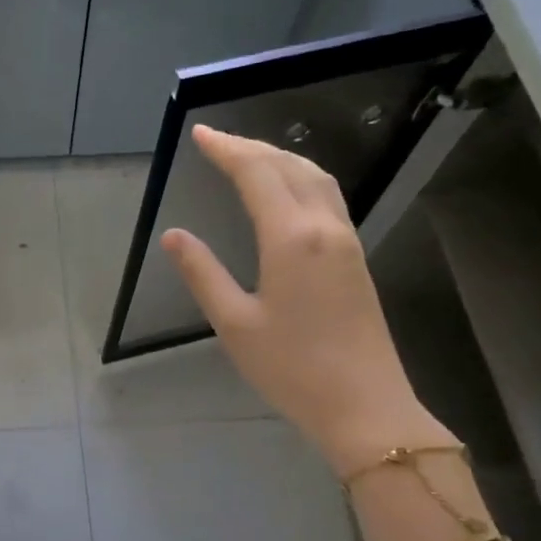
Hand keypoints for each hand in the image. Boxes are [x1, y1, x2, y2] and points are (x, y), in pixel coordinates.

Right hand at [161, 126, 450, 475]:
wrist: (365, 406)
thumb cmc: (292, 369)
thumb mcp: (234, 324)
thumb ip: (203, 274)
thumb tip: (174, 236)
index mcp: (291, 239)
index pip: (257, 174)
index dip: (227, 150)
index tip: (200, 134)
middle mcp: (324, 227)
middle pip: (289, 167)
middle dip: (251, 147)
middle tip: (216, 140)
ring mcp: (346, 241)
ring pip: (316, 178)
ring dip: (280, 158)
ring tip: (248, 156)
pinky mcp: (355, 258)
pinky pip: (327, 197)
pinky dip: (300, 177)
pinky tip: (286, 191)